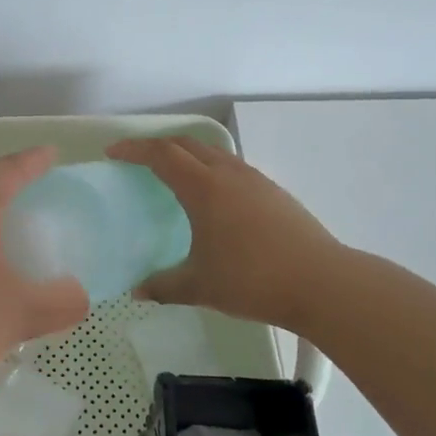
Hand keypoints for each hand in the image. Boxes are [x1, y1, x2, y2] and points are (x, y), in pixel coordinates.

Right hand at [108, 137, 341, 330]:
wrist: (322, 283)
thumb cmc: (253, 280)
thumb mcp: (200, 287)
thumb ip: (164, 286)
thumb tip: (138, 291)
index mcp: (204, 189)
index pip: (162, 155)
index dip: (134, 150)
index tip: (113, 154)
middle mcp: (228, 174)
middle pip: (187, 144)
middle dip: (157, 146)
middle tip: (137, 160)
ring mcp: (255, 180)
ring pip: (213, 153)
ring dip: (187, 154)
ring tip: (173, 175)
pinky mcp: (274, 192)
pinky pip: (232, 167)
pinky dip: (211, 169)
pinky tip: (213, 198)